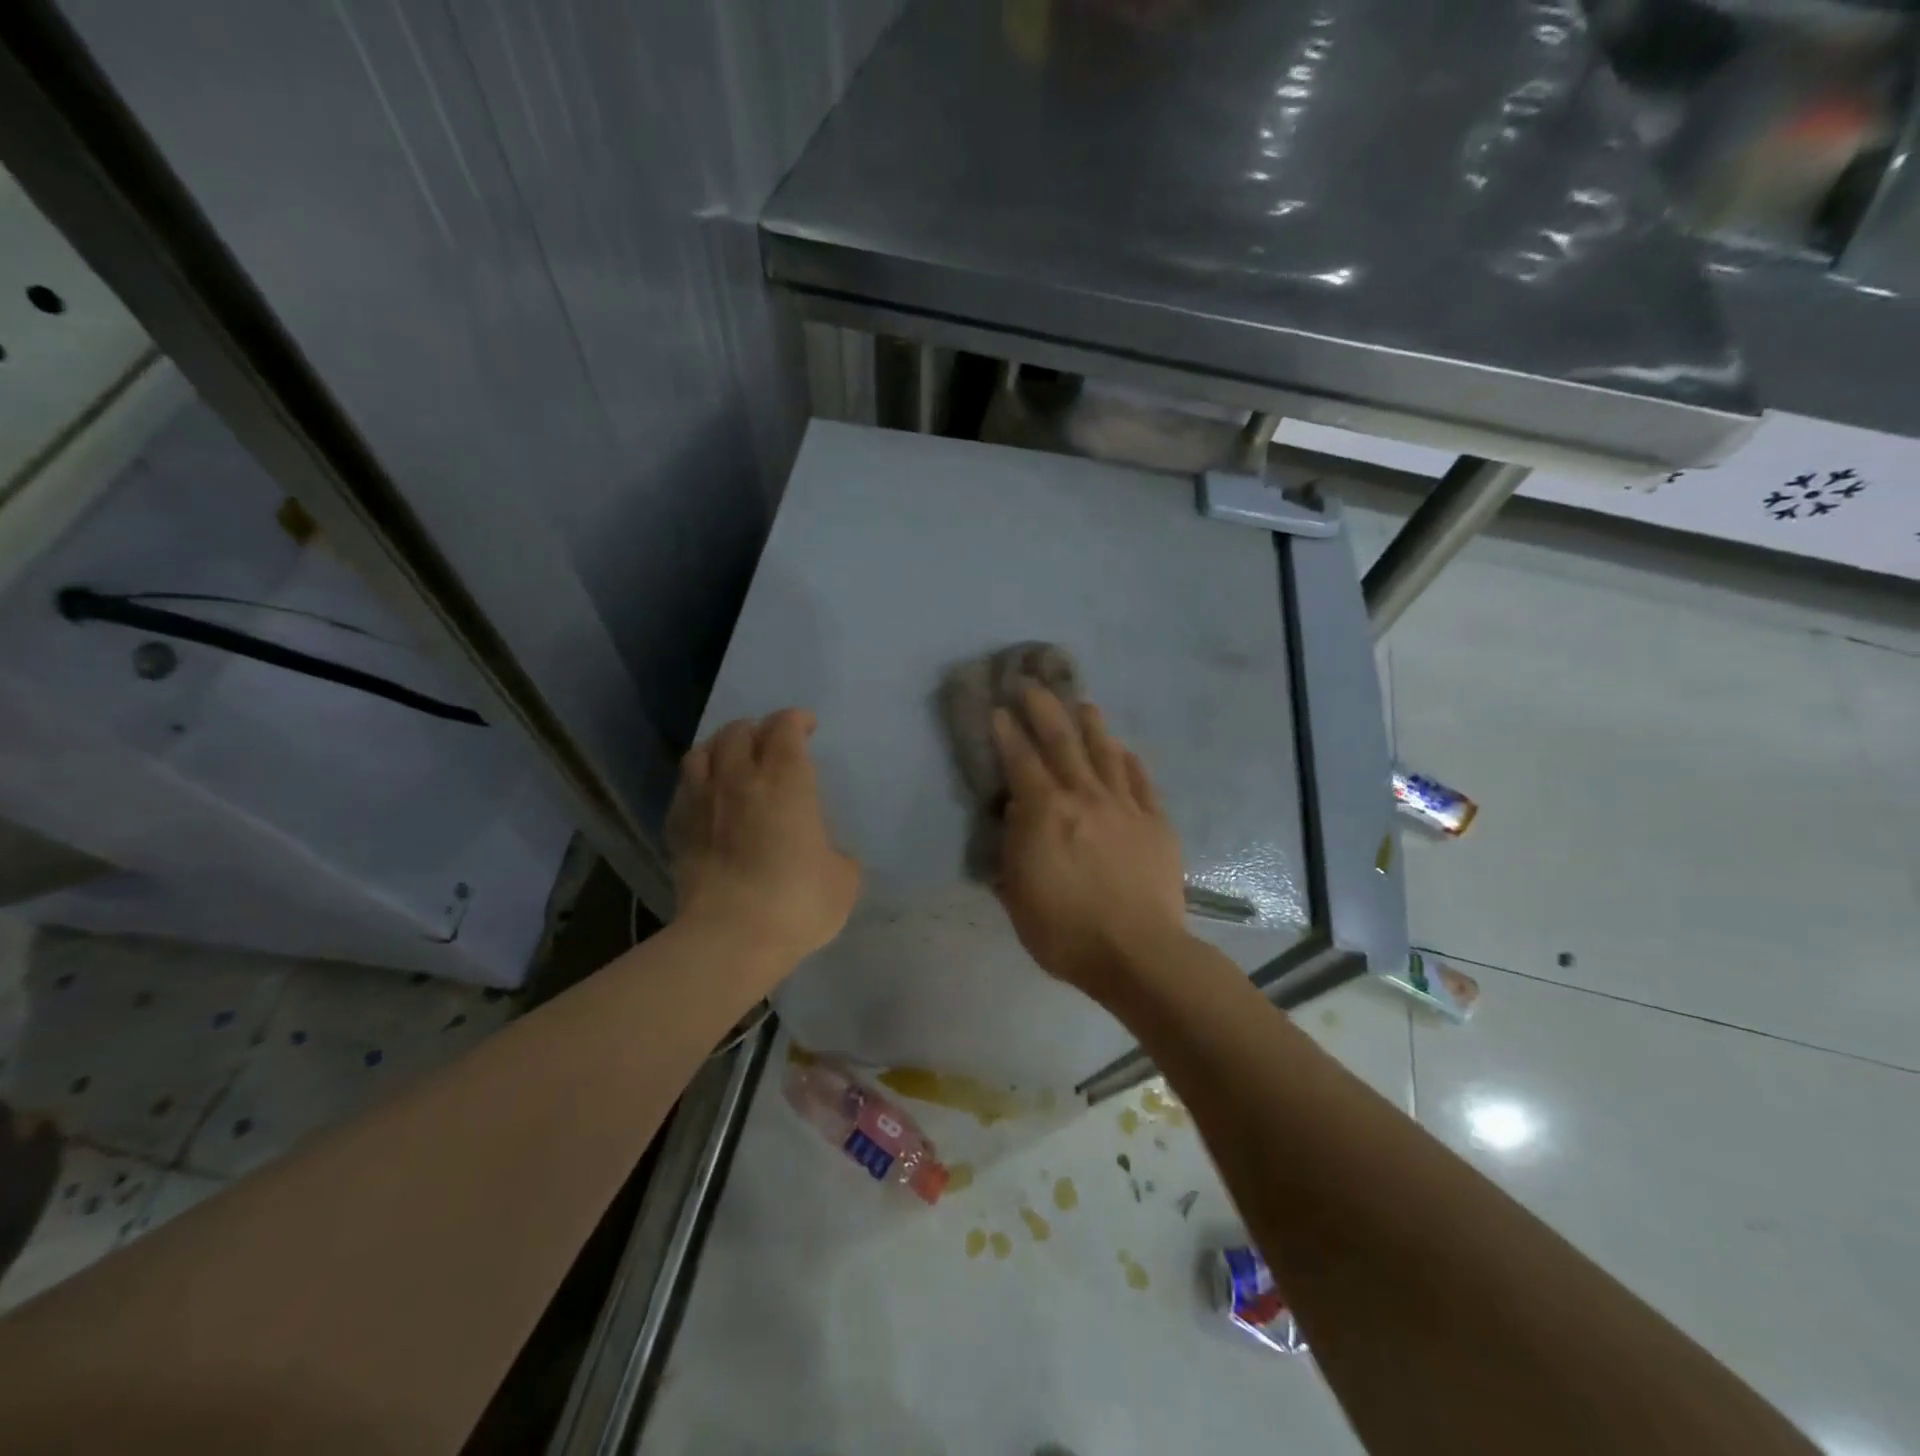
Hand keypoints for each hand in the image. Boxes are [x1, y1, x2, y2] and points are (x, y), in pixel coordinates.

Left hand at [667, 709, 861, 968]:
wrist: (729, 937)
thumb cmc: (796, 902)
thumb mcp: (843, 880)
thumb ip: (836, 854)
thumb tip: (824, 854)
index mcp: (786, 780)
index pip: (785, 727)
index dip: (796, 720)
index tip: (806, 726)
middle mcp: (739, 778)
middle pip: (740, 731)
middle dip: (758, 729)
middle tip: (771, 743)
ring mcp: (702, 801)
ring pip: (703, 751)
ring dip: (721, 746)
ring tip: (732, 758)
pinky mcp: (676, 828)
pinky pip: (685, 787)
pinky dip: (699, 781)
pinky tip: (708, 797)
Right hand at [992, 686, 1188, 997]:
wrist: (1139, 953)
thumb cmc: (1065, 931)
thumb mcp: (1018, 894)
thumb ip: (1015, 846)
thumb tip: (1017, 809)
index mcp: (1046, 813)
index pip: (1022, 761)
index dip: (1008, 732)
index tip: (999, 708)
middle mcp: (1085, 797)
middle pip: (1063, 741)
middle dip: (1045, 709)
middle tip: (1033, 684)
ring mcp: (1125, 807)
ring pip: (1106, 752)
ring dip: (1092, 724)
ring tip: (1084, 704)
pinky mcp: (1156, 823)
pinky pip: (1142, 781)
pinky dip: (1130, 761)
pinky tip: (1124, 750)